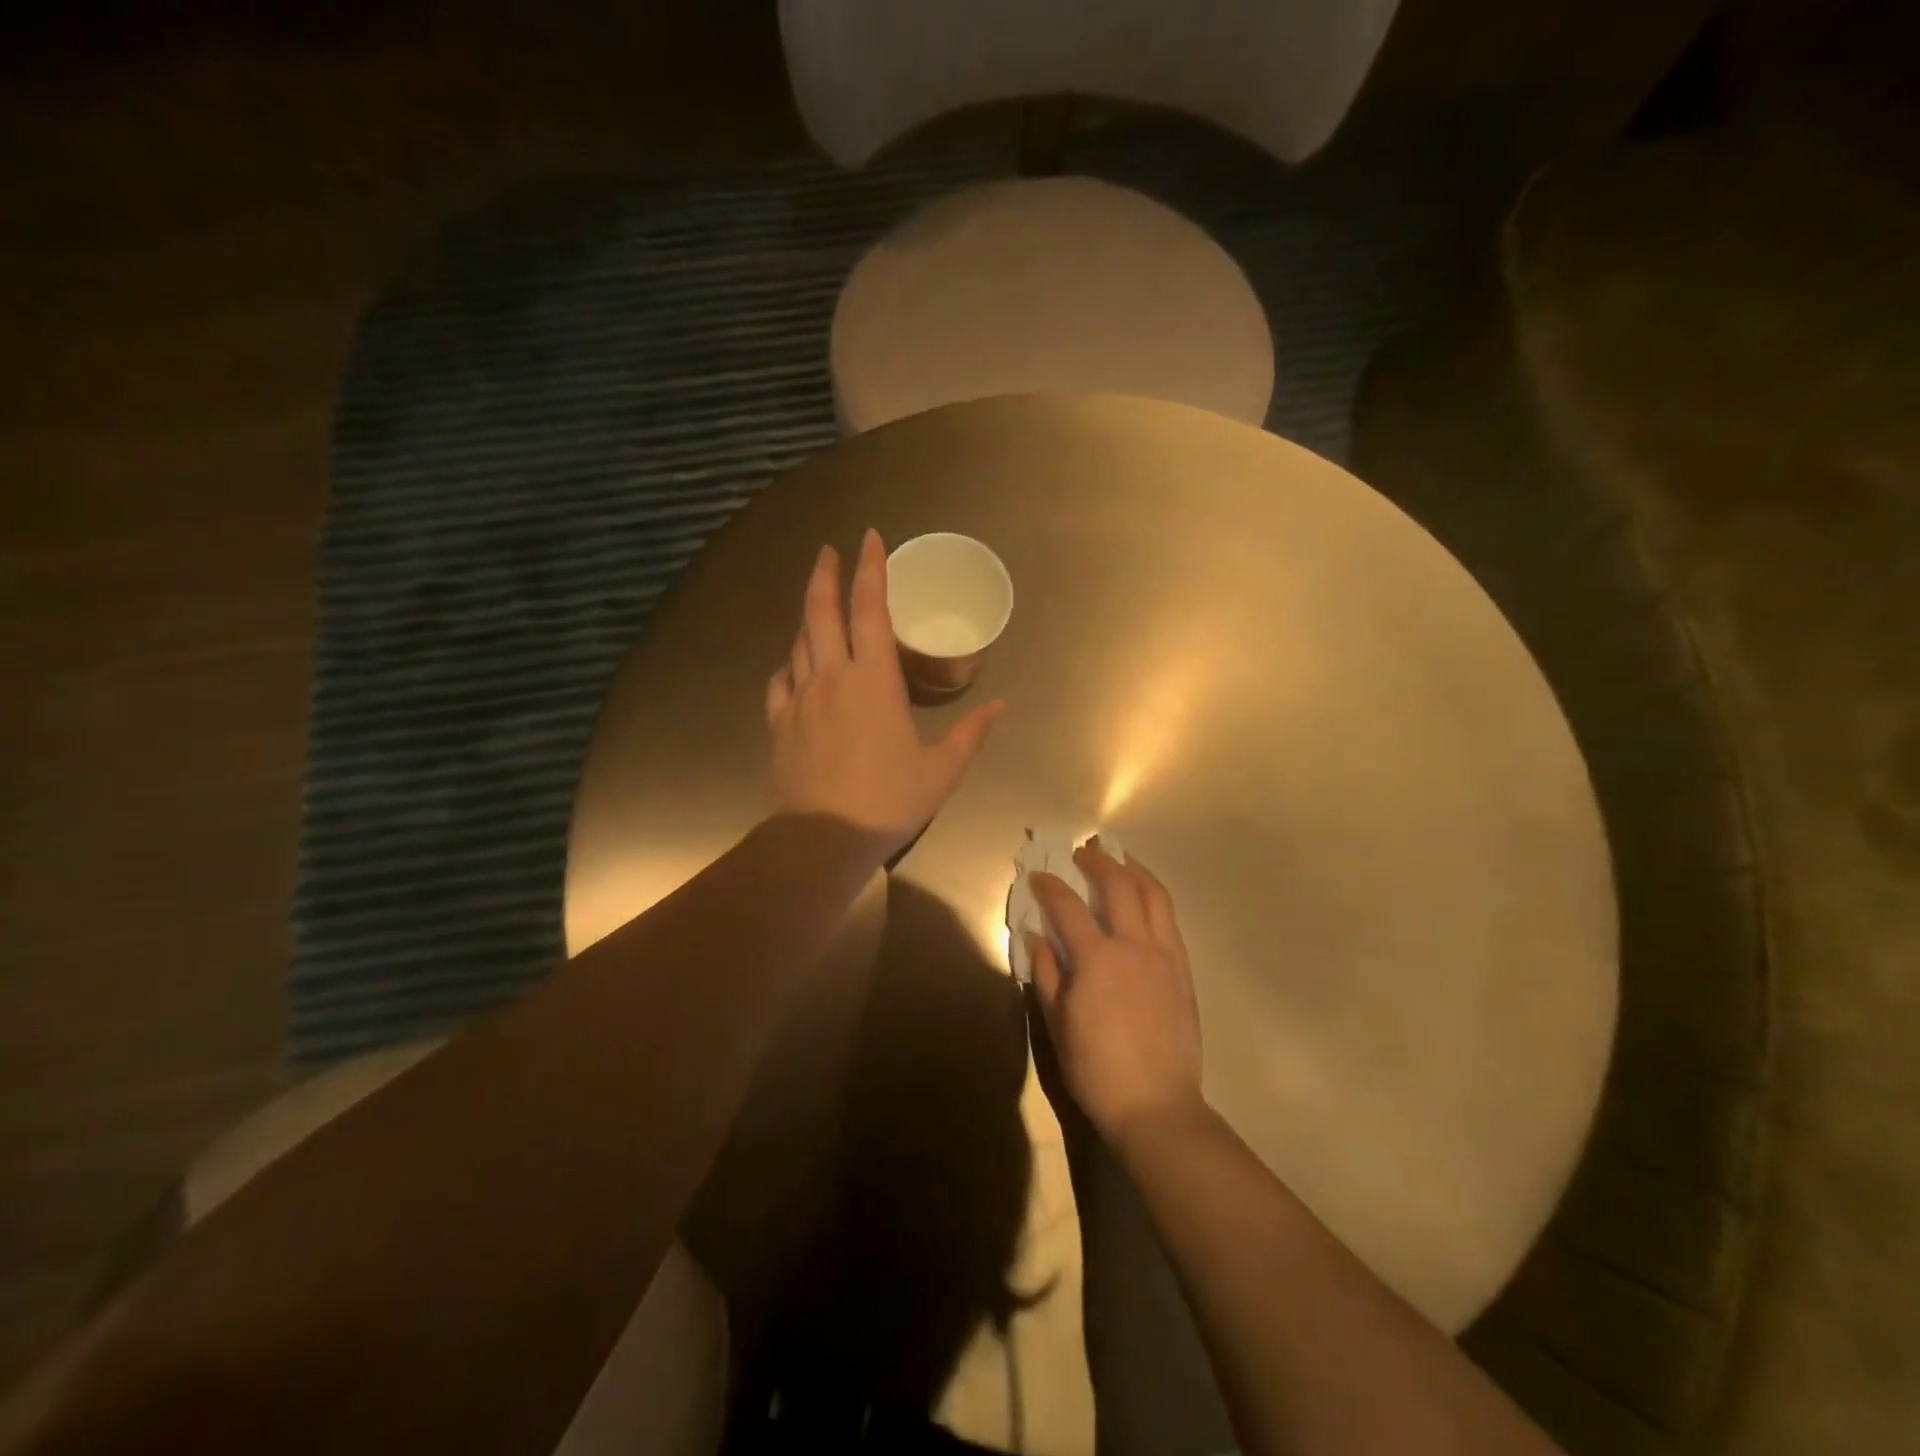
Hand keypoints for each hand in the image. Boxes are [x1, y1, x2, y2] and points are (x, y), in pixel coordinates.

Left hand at [766, 529, 1003, 854]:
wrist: (822, 838)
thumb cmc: (888, 800)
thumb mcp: (941, 770)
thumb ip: (970, 734)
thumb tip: (999, 706)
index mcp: (874, 680)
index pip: (871, 610)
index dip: (871, 570)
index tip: (869, 538)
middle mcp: (832, 677)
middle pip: (821, 612)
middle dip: (825, 576)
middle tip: (829, 552)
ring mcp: (800, 699)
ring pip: (799, 643)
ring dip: (809, 618)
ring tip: (819, 607)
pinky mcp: (780, 724)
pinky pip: (781, 681)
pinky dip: (790, 664)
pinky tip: (795, 666)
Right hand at [1028, 840, 1204, 1146]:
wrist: (1156, 1105)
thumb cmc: (1097, 1069)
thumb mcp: (1057, 1023)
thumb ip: (1046, 973)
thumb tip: (1036, 936)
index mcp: (1096, 959)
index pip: (1067, 906)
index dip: (1049, 886)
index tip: (1037, 874)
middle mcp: (1133, 946)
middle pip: (1118, 885)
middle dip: (1097, 861)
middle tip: (1082, 852)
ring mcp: (1164, 955)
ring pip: (1154, 895)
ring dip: (1134, 870)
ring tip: (1120, 859)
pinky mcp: (1183, 970)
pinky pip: (1170, 920)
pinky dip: (1155, 898)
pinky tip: (1145, 899)